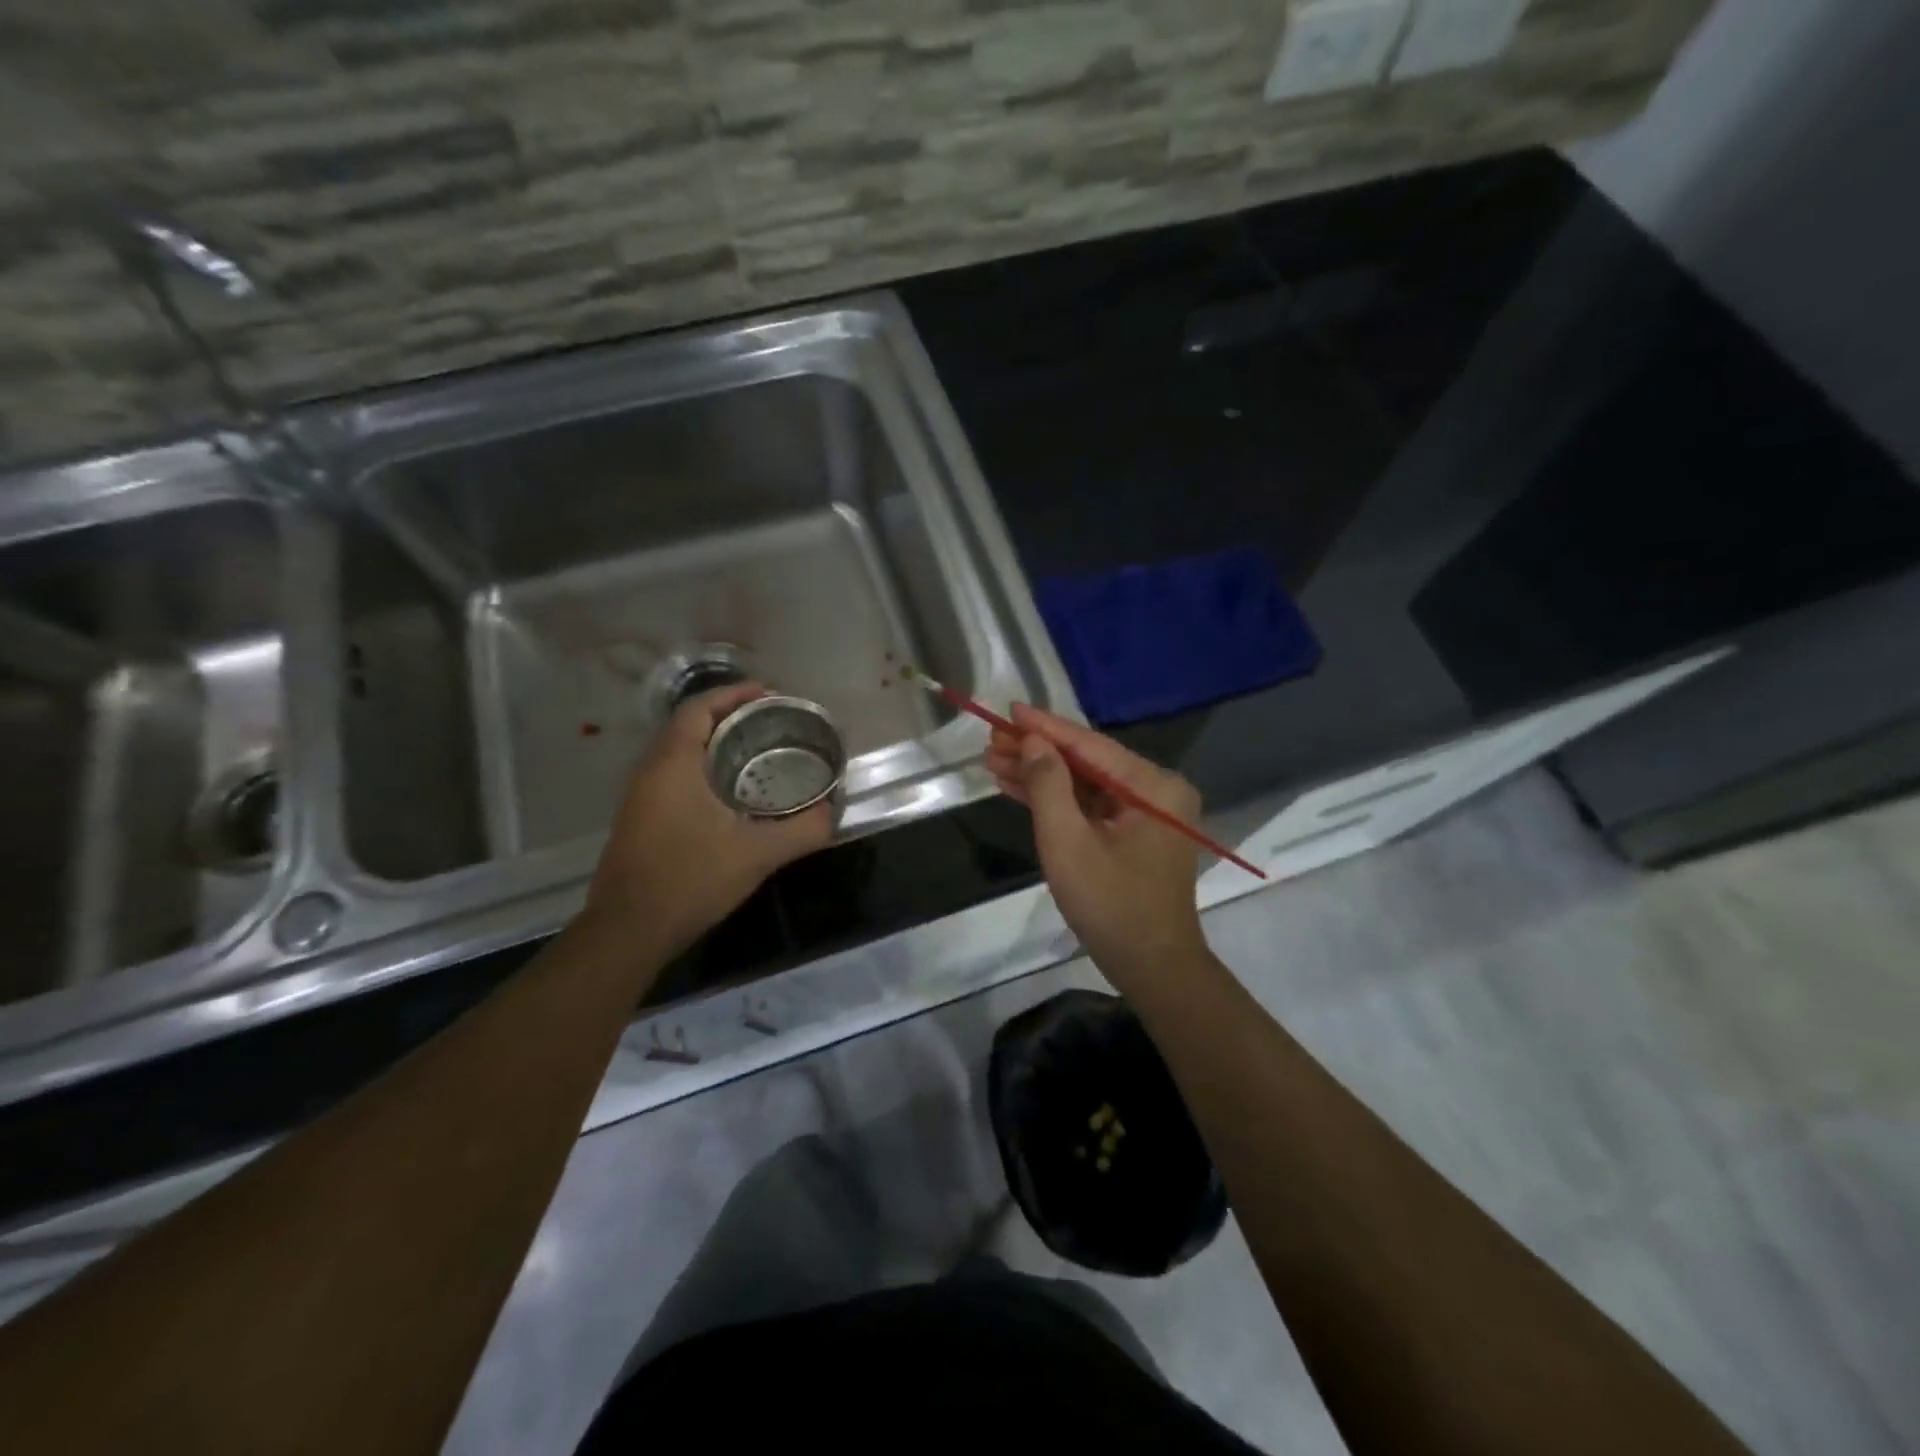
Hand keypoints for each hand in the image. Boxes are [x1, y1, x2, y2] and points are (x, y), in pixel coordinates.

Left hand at [585, 683, 833, 956]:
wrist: (628, 931)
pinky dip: (703, 768)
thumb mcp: (758, 854)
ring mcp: (640, 797)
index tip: (769, 694)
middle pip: (689, 726)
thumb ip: (802, 830)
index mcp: (673, 764)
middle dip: (730, 717)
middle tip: (771, 722)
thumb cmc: (690, 880)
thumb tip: (833, 813)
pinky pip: (674, 776)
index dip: (734, 694)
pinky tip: (730, 793)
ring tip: (757, 751)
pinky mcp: (639, 820)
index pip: (700, 709)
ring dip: (715, 743)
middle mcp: (650, 771)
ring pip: (679, 752)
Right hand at [985, 703, 1206, 988]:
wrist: (1152, 967)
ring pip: (1085, 784)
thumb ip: (1048, 786)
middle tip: (990, 741)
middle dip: (1037, 753)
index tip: (1009, 710)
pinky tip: (1017, 788)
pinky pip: (1092, 807)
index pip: (1089, 746)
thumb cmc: (1111, 905)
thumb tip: (1034, 742)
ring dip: (1041, 776)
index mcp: (1154, 786)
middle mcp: (1157, 791)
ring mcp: (1147, 813)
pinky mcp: (1135, 834)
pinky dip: (1057, 801)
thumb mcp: (1068, 842)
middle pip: (1087, 762)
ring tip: (993, 762)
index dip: (1045, 728)